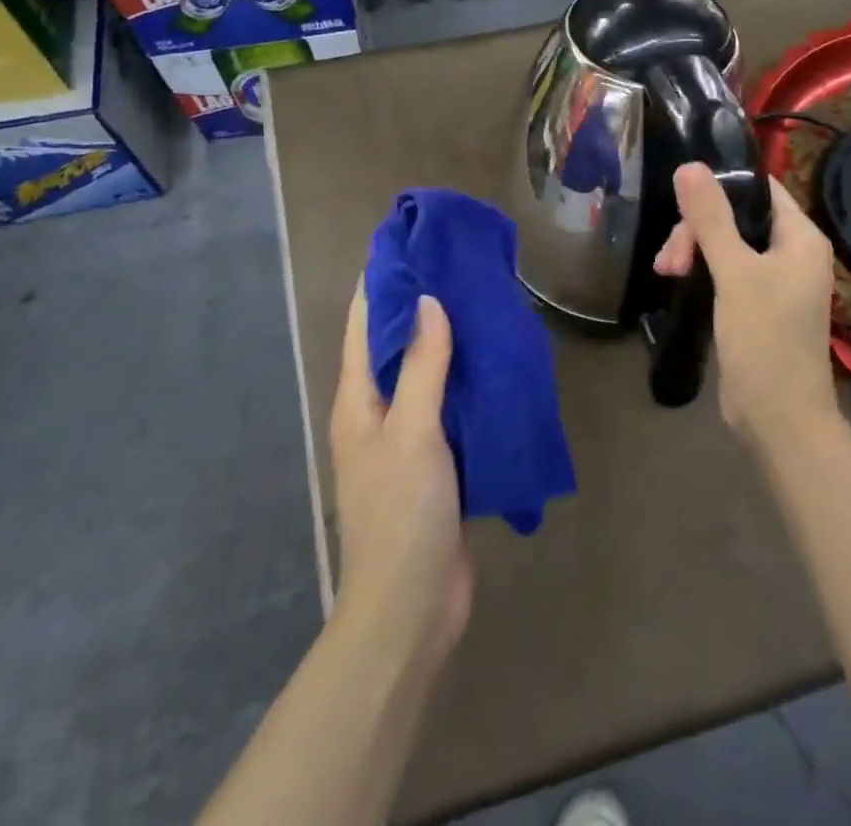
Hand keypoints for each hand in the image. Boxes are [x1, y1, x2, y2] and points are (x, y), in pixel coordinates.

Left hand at [330, 288, 472, 671]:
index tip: (407, 243)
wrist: (413, 607)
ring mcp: (405, 438)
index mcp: (358, 399)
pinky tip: (492, 365)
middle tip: (456, 268)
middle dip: (419, 306)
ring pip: (424, 375)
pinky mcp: (434, 462)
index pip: (363, 324)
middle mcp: (376, 411)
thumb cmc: (403, 511)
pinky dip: (463, 382)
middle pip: (395, 345)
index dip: (380, 282)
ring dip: (445, 343)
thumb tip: (428, 302)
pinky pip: (447, 407)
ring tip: (478, 304)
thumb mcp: (413, 430)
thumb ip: (422, 365)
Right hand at [653, 162, 840, 448]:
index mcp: (800, 238)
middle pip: (736, 217)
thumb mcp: (734, 273)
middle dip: (697, 229)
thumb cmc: (765, 339)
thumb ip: (711, 218)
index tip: (681, 201)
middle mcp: (791, 253)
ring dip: (693, 250)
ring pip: (725, 244)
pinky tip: (675, 280)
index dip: (721, 186)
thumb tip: (688, 165)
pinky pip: (724, 270)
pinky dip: (700, 270)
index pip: (759, 188)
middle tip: (670, 258)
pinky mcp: (755, 305)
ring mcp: (774, 281)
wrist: (779, 419)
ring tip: (666, 273)